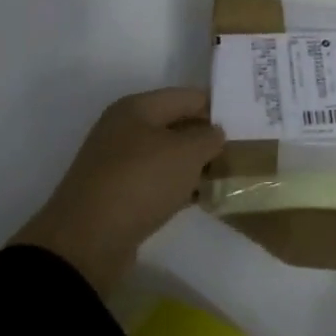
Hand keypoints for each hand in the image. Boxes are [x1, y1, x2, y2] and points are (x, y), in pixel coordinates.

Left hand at [9, 87, 225, 294]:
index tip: (246, 122)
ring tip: (228, 175)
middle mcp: (124, 129)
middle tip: (242, 151)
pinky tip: (203, 197)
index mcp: (136, 108)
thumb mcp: (185, 153)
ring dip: (195, 165)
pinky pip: (158, 182)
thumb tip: (214, 133)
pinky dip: (180, 187)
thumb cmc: (140, 182)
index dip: (217, 107)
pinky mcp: (120, 194)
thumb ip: (208, 138)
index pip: (186, 96)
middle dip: (207, 137)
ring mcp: (119, 163)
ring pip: (168, 156)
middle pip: (176, 125)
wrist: (88, 239)